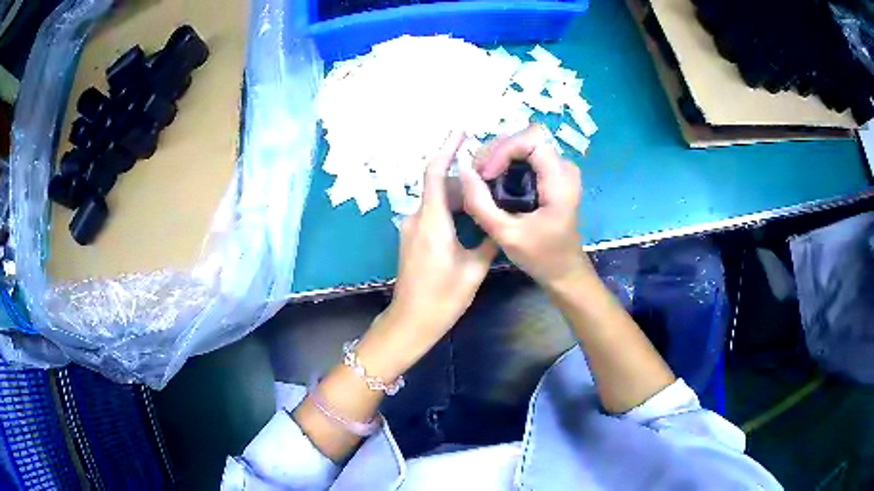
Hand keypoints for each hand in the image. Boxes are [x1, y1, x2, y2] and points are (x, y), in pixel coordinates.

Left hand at [358, 132, 497, 376]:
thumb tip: (500, 223)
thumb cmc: (443, 297)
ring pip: (437, 200)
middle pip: (440, 186)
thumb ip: (489, 241)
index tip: (461, 132)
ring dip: (459, 196)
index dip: (447, 149)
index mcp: (432, 222)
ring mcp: (410, 228)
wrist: (411, 321)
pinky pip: (432, 213)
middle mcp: (416, 218)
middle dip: (465, 179)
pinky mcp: (410, 237)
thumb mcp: (475, 269)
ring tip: (487, 197)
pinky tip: (470, 217)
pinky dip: (450, 209)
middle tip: (493, 178)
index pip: (436, 174)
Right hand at [460, 124, 591, 287]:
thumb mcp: (506, 235)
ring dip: (498, 157)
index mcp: (560, 179)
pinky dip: (505, 164)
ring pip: (523, 144)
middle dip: (496, 152)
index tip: (486, 175)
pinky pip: (525, 156)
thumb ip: (481, 204)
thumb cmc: (541, 256)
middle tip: (477, 177)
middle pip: (525, 138)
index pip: (531, 139)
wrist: (564, 270)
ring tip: (481, 181)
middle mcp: (563, 166)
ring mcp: (558, 169)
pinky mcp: (551, 175)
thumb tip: (462, 170)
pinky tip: (493, 183)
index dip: (503, 150)